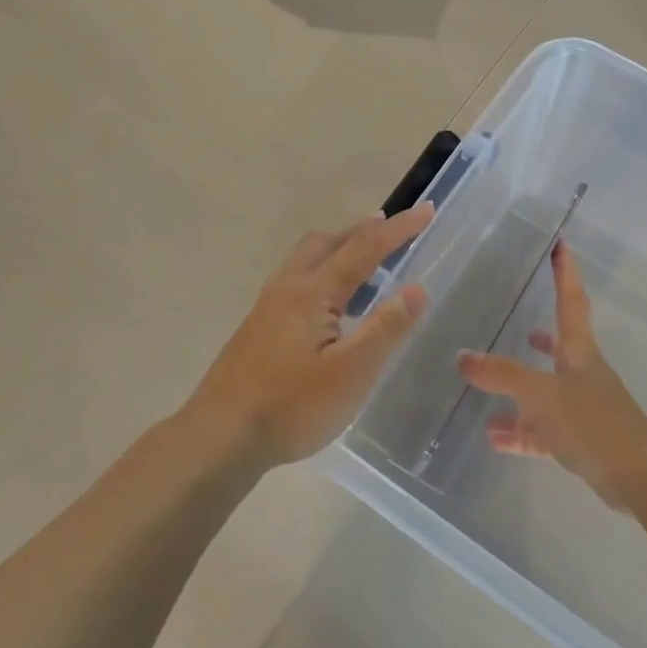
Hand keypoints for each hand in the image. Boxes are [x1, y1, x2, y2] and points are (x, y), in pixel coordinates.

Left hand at [187, 204, 434, 466]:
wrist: (220, 436)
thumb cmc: (291, 406)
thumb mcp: (351, 372)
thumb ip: (385, 328)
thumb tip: (417, 288)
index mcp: (312, 293)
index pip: (363, 248)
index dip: (398, 228)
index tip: (427, 211)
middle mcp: (286, 289)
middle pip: (326, 242)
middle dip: (362, 231)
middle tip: (392, 231)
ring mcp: (266, 308)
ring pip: (305, 260)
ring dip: (338, 249)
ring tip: (365, 263)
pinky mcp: (256, 328)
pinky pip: (295, 281)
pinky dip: (321, 273)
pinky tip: (329, 307)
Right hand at [458, 243, 646, 505]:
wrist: (637, 477)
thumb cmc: (592, 423)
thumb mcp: (541, 394)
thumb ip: (502, 375)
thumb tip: (462, 356)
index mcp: (579, 354)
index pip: (571, 303)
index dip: (565, 274)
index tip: (562, 246)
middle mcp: (582, 376)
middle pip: (559, 349)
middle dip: (542, 338)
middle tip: (523, 326)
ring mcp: (583, 410)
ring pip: (545, 394)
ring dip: (518, 393)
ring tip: (487, 391)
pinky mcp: (581, 442)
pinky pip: (542, 431)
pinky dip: (519, 432)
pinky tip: (494, 437)